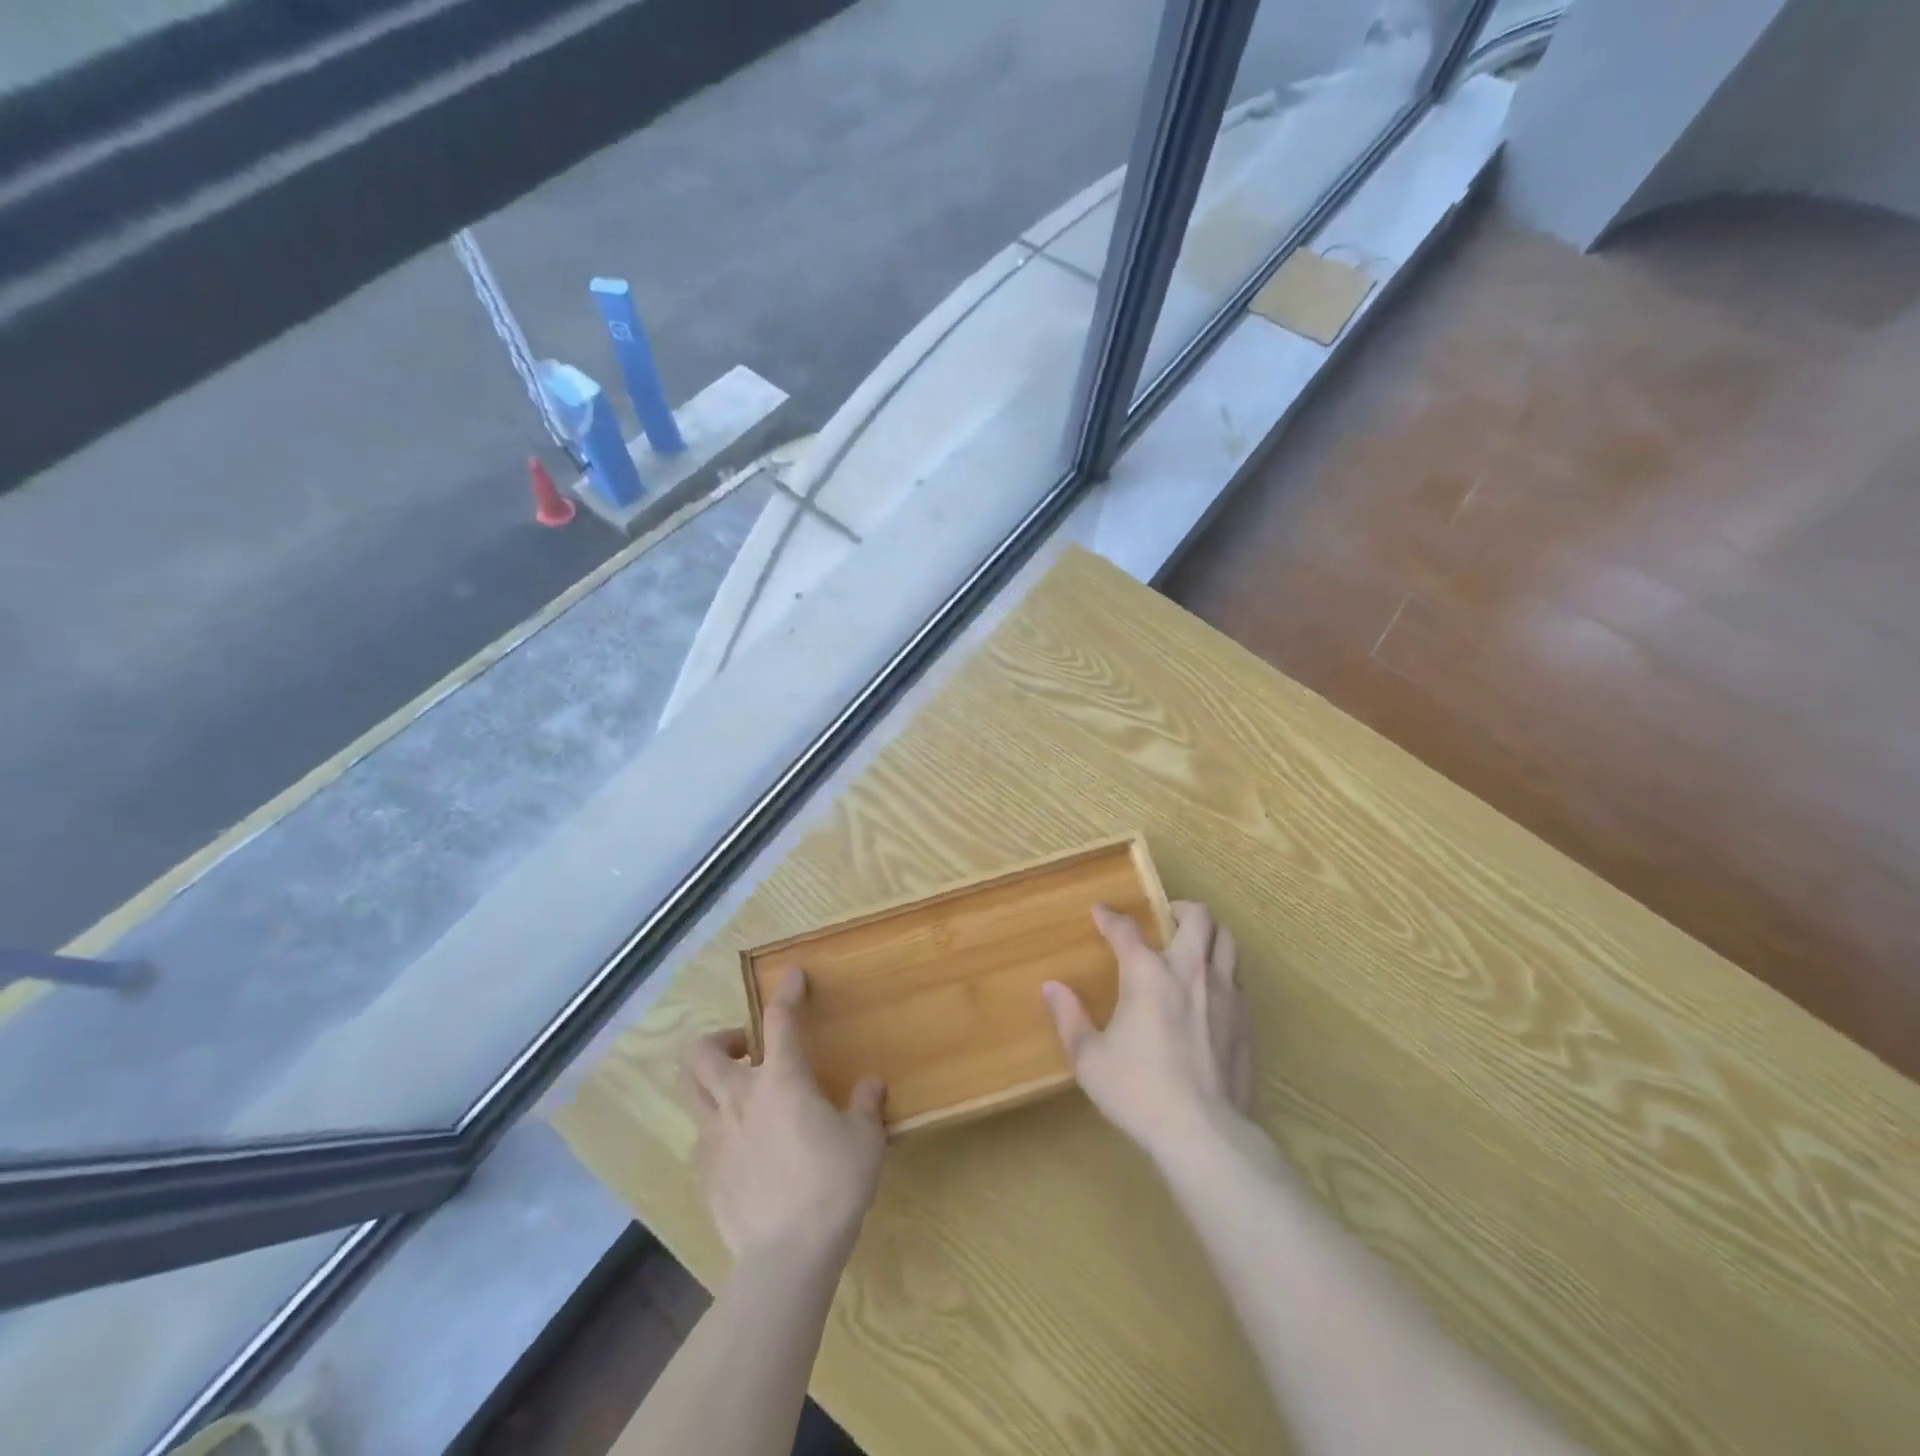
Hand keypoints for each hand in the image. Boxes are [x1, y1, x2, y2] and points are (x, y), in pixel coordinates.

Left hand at [682, 967, 886, 1265]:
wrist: (787, 1257)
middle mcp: (739, 1098)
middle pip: (702, 1052)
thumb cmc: (832, 1186)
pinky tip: (740, 1144)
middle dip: (720, 1039)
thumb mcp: (865, 1141)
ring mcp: (715, 1137)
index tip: (792, 975)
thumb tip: (870, 1084)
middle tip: (747, 1049)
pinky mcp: (705, 1173)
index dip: (786, 992)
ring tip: (736, 1090)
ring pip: (689, 1091)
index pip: (780, 1020)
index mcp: (781, 1080)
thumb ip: (866, 1105)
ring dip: (708, 1078)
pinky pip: (701, 1136)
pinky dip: (716, 1126)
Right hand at [1043, 900, 1252, 1159]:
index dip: (1109, 917)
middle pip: (1197, 917)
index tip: (1100, 912)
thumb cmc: (1138, 1091)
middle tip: (1165, 918)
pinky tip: (1210, 993)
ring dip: (1209, 935)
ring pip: (1226, 941)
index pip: (1126, 930)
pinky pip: (1238, 979)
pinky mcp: (1245, 1020)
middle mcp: (1189, 971)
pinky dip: (1223, 972)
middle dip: (1180, 908)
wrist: (1204, 1132)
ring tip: (1194, 946)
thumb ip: (1069, 1018)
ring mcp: (1224, 994)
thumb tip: (1052, 987)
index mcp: (1147, 974)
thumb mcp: (1089, 1059)